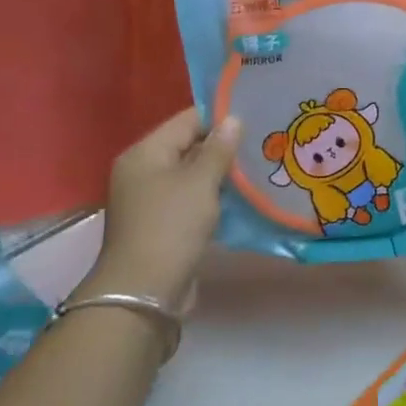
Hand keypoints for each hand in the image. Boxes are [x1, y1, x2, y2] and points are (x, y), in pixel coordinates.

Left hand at [91, 107, 240, 311]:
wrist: (145, 292)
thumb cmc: (171, 227)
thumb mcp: (200, 182)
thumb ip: (219, 149)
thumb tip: (233, 119)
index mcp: (145, 153)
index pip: (186, 120)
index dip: (219, 115)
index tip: (254, 112)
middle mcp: (143, 172)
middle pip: (188, 146)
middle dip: (223, 145)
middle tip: (262, 139)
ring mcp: (151, 200)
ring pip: (192, 175)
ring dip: (221, 173)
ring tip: (259, 164)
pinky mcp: (163, 225)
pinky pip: (192, 200)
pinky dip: (214, 196)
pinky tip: (243, 196)